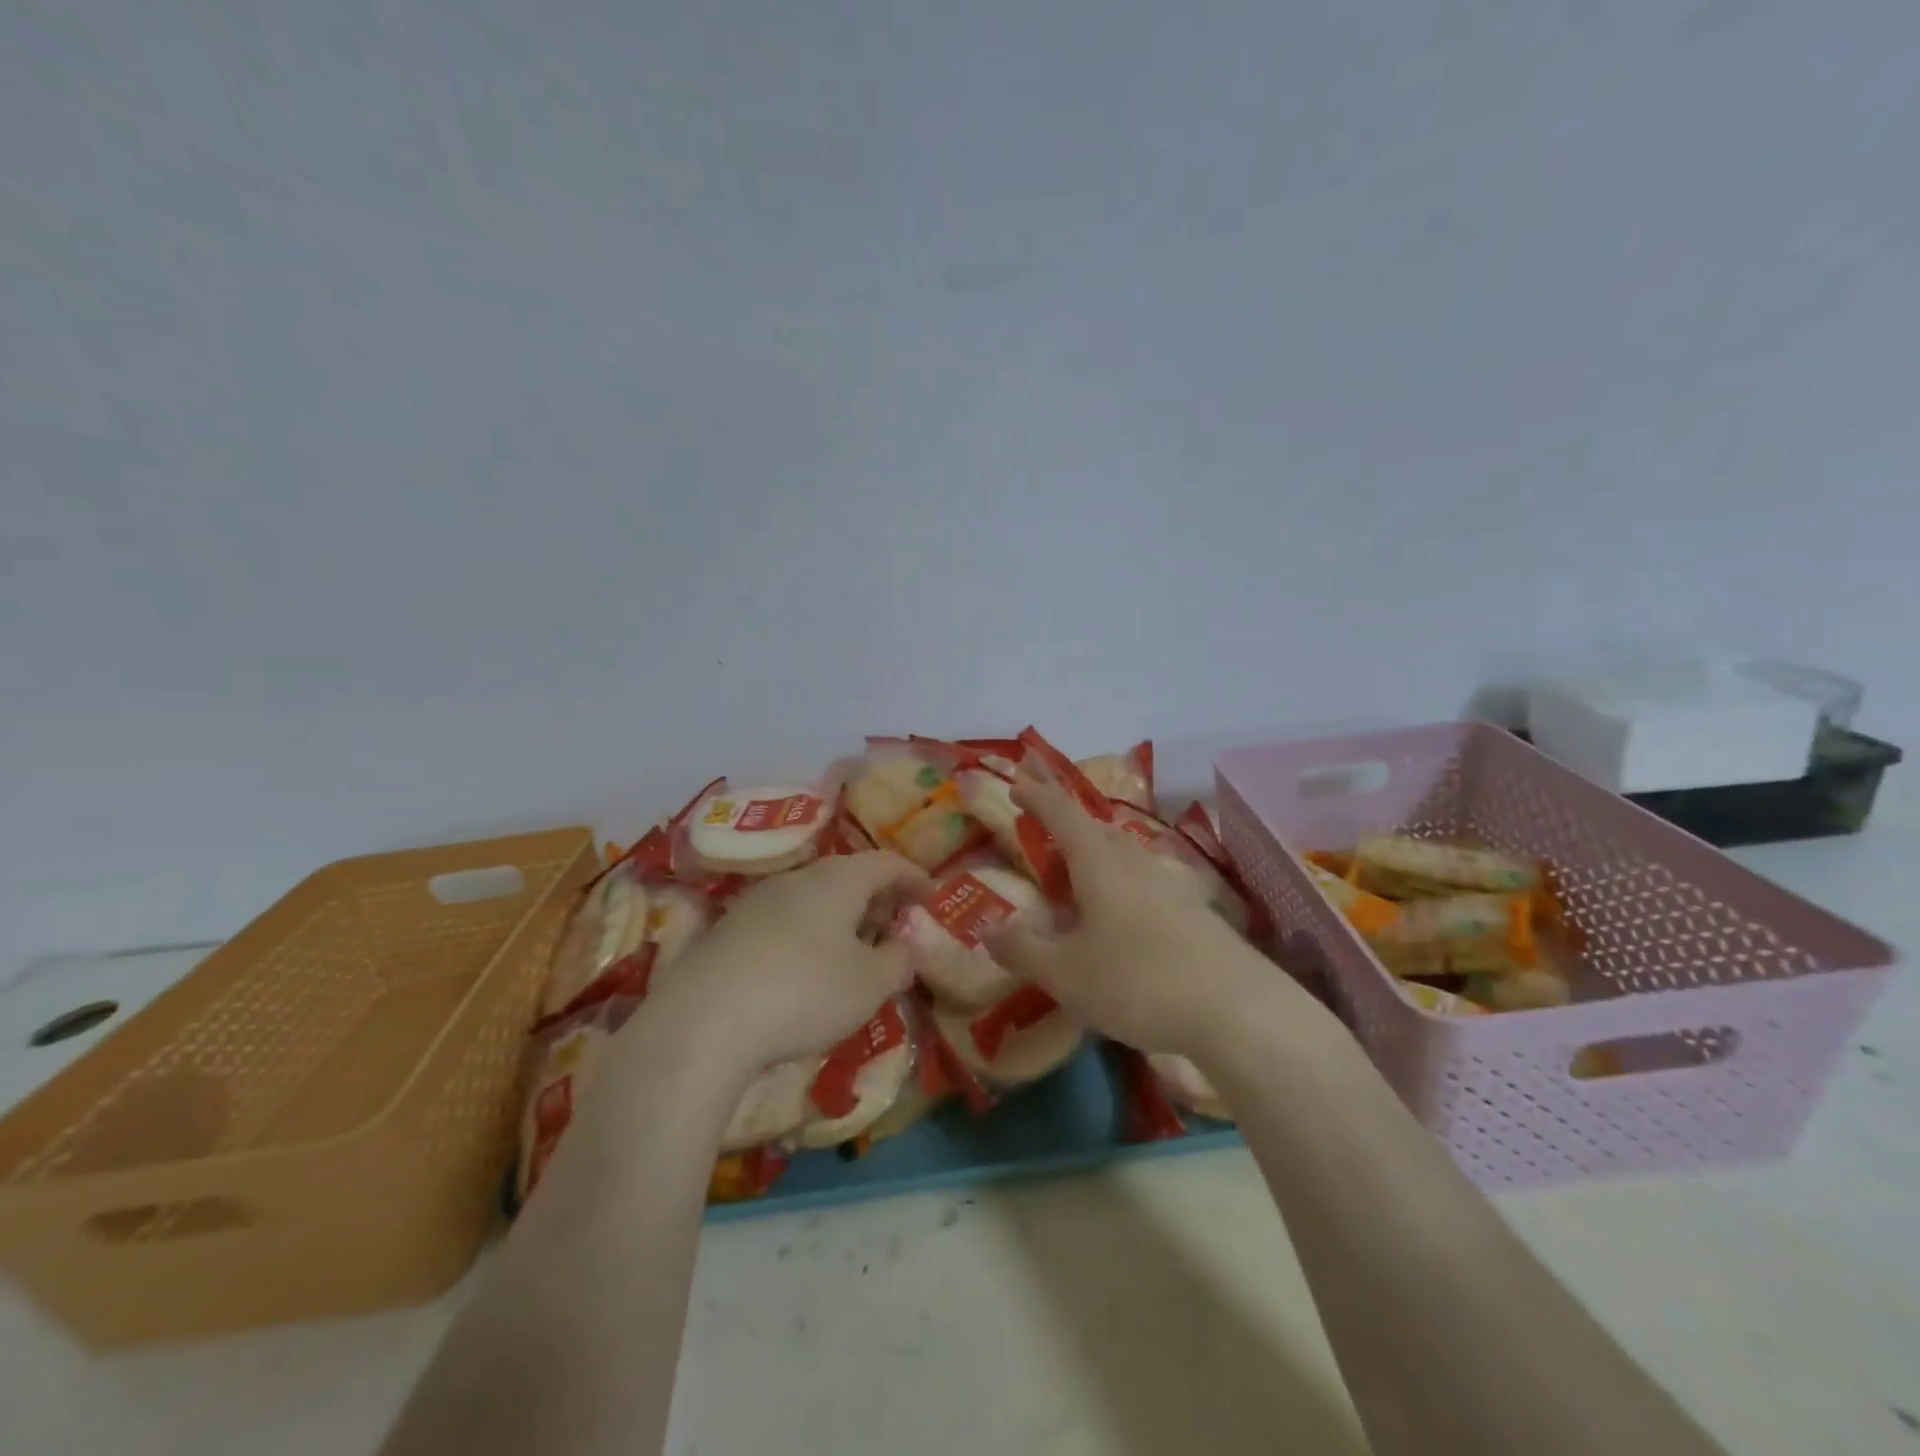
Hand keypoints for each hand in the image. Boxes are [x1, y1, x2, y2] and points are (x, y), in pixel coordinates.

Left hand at [642, 851, 930, 1074]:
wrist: (702, 1021)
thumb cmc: (804, 992)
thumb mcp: (869, 985)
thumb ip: (898, 962)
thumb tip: (904, 947)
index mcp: (838, 880)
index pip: (886, 863)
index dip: (913, 876)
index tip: (930, 895)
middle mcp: (798, 878)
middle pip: (847, 875)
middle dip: (876, 896)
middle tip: (894, 923)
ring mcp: (757, 901)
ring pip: (812, 897)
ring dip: (840, 916)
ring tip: (853, 948)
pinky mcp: (728, 930)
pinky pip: (784, 920)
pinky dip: (808, 933)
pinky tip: (805, 968)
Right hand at [984, 780, 1305, 1057]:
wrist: (1237, 1009)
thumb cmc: (1137, 982)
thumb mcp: (1065, 974)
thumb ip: (1023, 949)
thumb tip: (989, 929)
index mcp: (1099, 864)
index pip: (1062, 814)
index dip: (1038, 797)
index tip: (1018, 784)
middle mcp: (1136, 863)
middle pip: (1098, 829)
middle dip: (1069, 824)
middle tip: (1046, 835)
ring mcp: (1172, 885)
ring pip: (1126, 855)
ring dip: (1099, 854)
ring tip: (1081, 877)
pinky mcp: (1196, 912)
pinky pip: (1148, 883)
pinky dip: (1124, 885)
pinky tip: (1125, 916)